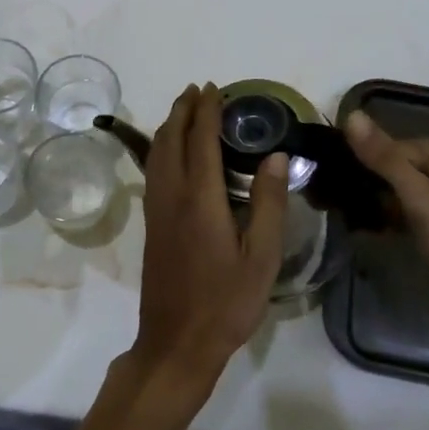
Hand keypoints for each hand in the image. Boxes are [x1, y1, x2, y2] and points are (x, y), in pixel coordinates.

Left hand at [133, 84, 287, 389]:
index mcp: (200, 198)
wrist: (176, 341)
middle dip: (182, 110)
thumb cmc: (226, 303)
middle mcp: (171, 195)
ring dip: (169, 126)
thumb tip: (277, 157)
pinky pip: (153, 171)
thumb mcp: (262, 258)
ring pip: (156, 154)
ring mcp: (156, 210)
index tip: (214, 88)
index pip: (201, 140)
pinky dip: (162, 148)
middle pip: (171, 139)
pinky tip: (171, 154)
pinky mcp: (151, 224)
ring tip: (184, 112)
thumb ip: (270, 204)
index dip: (207, 111)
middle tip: (197, 91)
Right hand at [343, 109, 428, 324]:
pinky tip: (356, 225)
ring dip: (363, 199)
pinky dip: (376, 214)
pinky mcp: (426, 215)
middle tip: (324, 199)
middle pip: (382, 164)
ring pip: (385, 185)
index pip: (381, 146)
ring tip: (337, 212)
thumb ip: (383, 157)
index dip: (356, 163)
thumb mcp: (415, 194)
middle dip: (358, 181)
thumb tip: (351, 115)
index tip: (327, 182)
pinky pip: (392, 205)